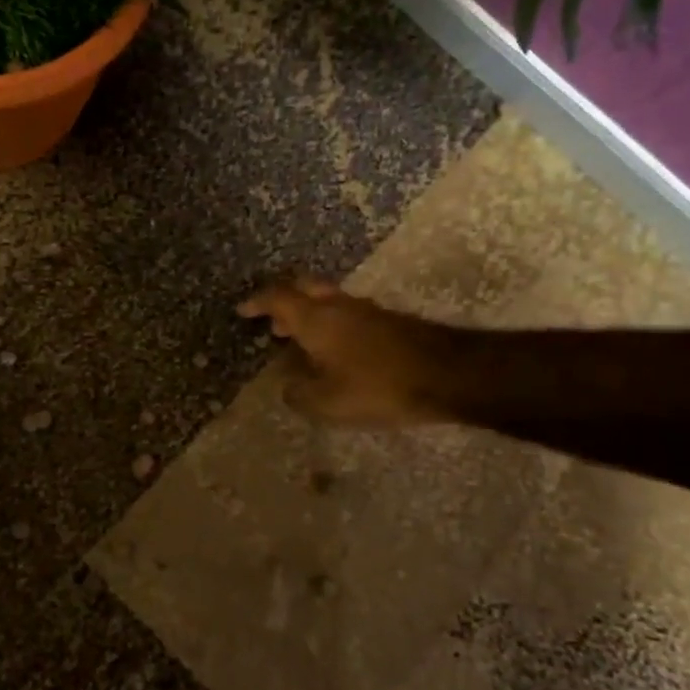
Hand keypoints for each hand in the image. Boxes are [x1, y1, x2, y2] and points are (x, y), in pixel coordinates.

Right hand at [239, 278, 451, 427]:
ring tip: (300, 342)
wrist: (447, 375)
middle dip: (284, 301)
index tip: (243, 310)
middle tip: (273, 322)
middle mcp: (338, 305)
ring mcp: (366, 310)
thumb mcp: (327, 402)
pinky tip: (335, 352)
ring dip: (309, 314)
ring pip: (328, 301)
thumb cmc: (378, 386)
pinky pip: (347, 314)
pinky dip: (331, 325)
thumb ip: (298, 392)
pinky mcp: (387, 321)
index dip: (257, 302)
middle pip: (304, 288)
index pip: (278, 298)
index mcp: (315, 319)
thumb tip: (287, 383)